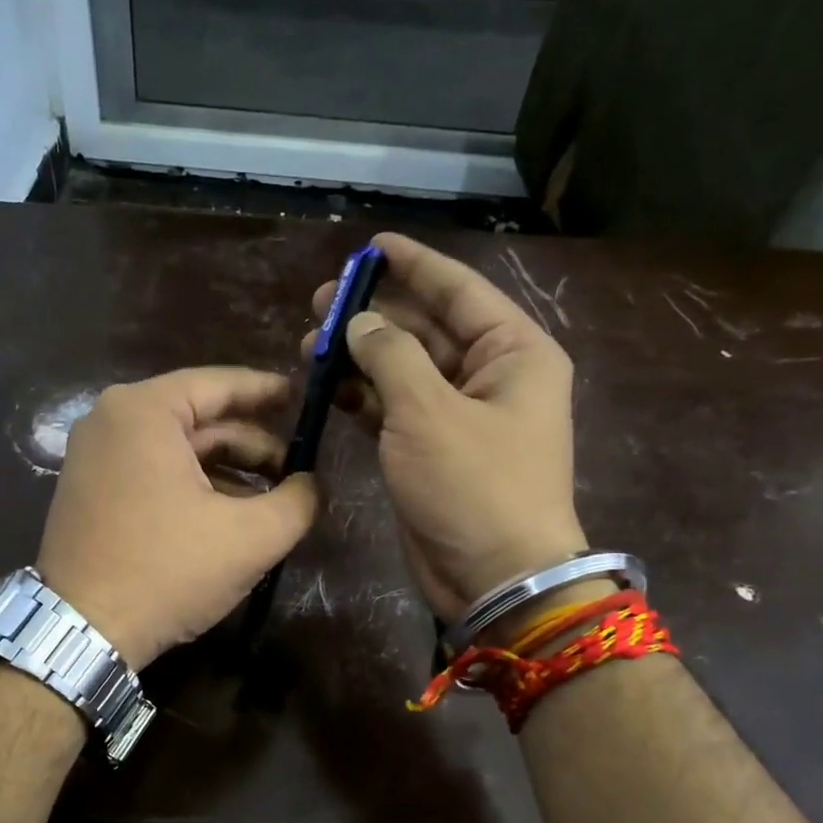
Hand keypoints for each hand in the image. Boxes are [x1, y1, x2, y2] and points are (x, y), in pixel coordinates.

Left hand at [37, 367, 318, 667]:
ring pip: (175, 450)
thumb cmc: (168, 570)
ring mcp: (91, 457)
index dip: (267, 391)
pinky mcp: (87, 492)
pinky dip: (191, 486)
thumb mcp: (251, 537)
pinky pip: (151, 473)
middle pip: (197, 420)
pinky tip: (225, 516)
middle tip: (295, 468)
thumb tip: (312, 484)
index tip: (302, 398)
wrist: (84, 630)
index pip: (219, 384)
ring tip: (270, 499)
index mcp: (143, 411)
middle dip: (251, 444)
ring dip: (225, 471)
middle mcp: (110, 421)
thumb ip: (297, 501)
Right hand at [306, 232, 584, 622]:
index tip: (369, 246)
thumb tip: (361, 323)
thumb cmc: (474, 487)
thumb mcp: (429, 413)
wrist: (495, 577)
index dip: (413, 265)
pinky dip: (365, 399)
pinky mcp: (433, 452)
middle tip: (317, 306)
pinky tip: (329, 389)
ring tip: (309, 348)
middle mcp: (490, 377)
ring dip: (361, 359)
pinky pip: (396, 411)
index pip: (459, 291)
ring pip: (405, 372)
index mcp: (512, 352)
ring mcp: (460, 417)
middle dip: (374, 316)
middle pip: (427, 329)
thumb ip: (391, 356)